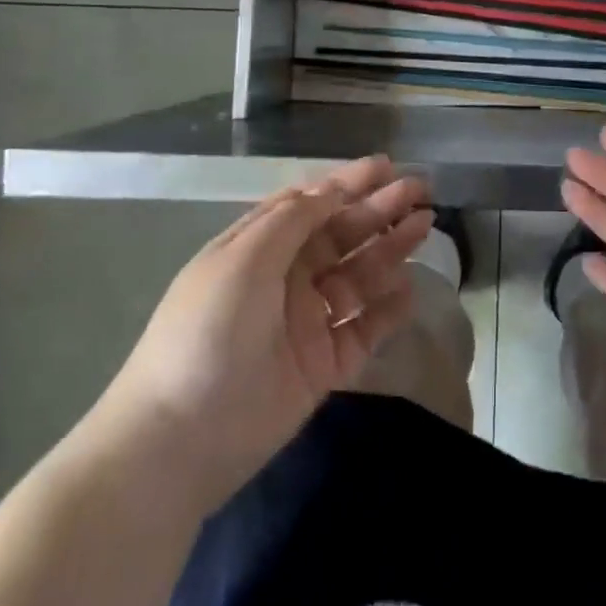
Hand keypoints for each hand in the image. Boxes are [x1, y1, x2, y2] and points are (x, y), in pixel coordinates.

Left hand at [94, 156, 432, 508]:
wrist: (180, 440)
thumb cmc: (208, 332)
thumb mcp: (242, 260)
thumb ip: (292, 220)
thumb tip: (331, 189)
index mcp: (258, 249)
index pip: (310, 205)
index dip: (347, 183)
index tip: (386, 165)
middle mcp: (285, 279)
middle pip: (341, 235)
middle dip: (379, 210)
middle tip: (420, 190)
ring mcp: (307, 322)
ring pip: (358, 276)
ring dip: (390, 249)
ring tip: (425, 225)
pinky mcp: (325, 365)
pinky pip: (364, 327)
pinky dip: (388, 308)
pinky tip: (410, 287)